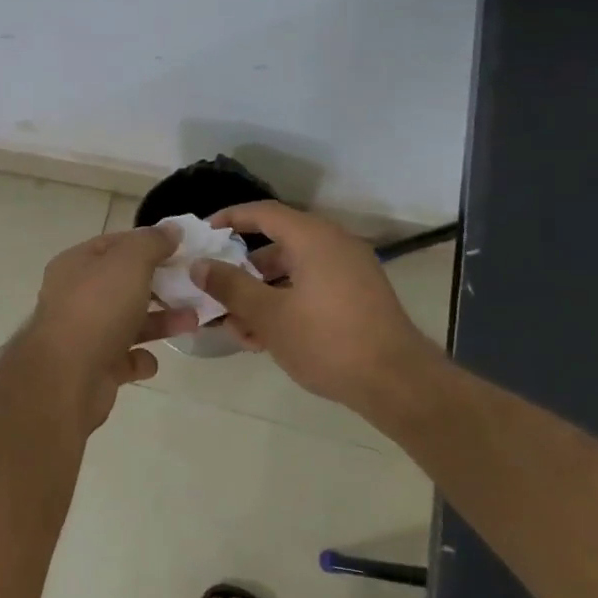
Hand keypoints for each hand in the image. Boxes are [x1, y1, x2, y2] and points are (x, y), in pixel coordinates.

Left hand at [9, 226, 196, 432]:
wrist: (67, 377)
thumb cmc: (97, 309)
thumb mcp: (129, 262)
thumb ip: (151, 243)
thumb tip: (171, 229)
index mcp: (76, 265)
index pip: (114, 244)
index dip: (147, 243)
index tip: (183, 249)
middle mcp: (76, 296)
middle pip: (123, 284)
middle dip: (160, 285)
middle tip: (195, 286)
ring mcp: (84, 333)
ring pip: (128, 321)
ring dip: (160, 321)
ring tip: (193, 321)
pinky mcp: (95, 368)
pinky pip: (124, 359)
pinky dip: (140, 358)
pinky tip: (152, 360)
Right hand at [193, 202, 441, 410]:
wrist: (398, 384)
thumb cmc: (327, 341)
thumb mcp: (268, 315)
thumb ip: (229, 286)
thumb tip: (199, 266)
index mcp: (313, 239)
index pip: (263, 213)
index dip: (229, 219)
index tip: (203, 235)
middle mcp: (333, 246)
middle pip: (276, 246)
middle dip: (241, 271)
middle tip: (215, 290)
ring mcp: (349, 272)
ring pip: (291, 273)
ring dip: (260, 295)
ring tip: (238, 328)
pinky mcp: (357, 297)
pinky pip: (310, 288)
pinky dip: (285, 304)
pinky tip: (265, 339)